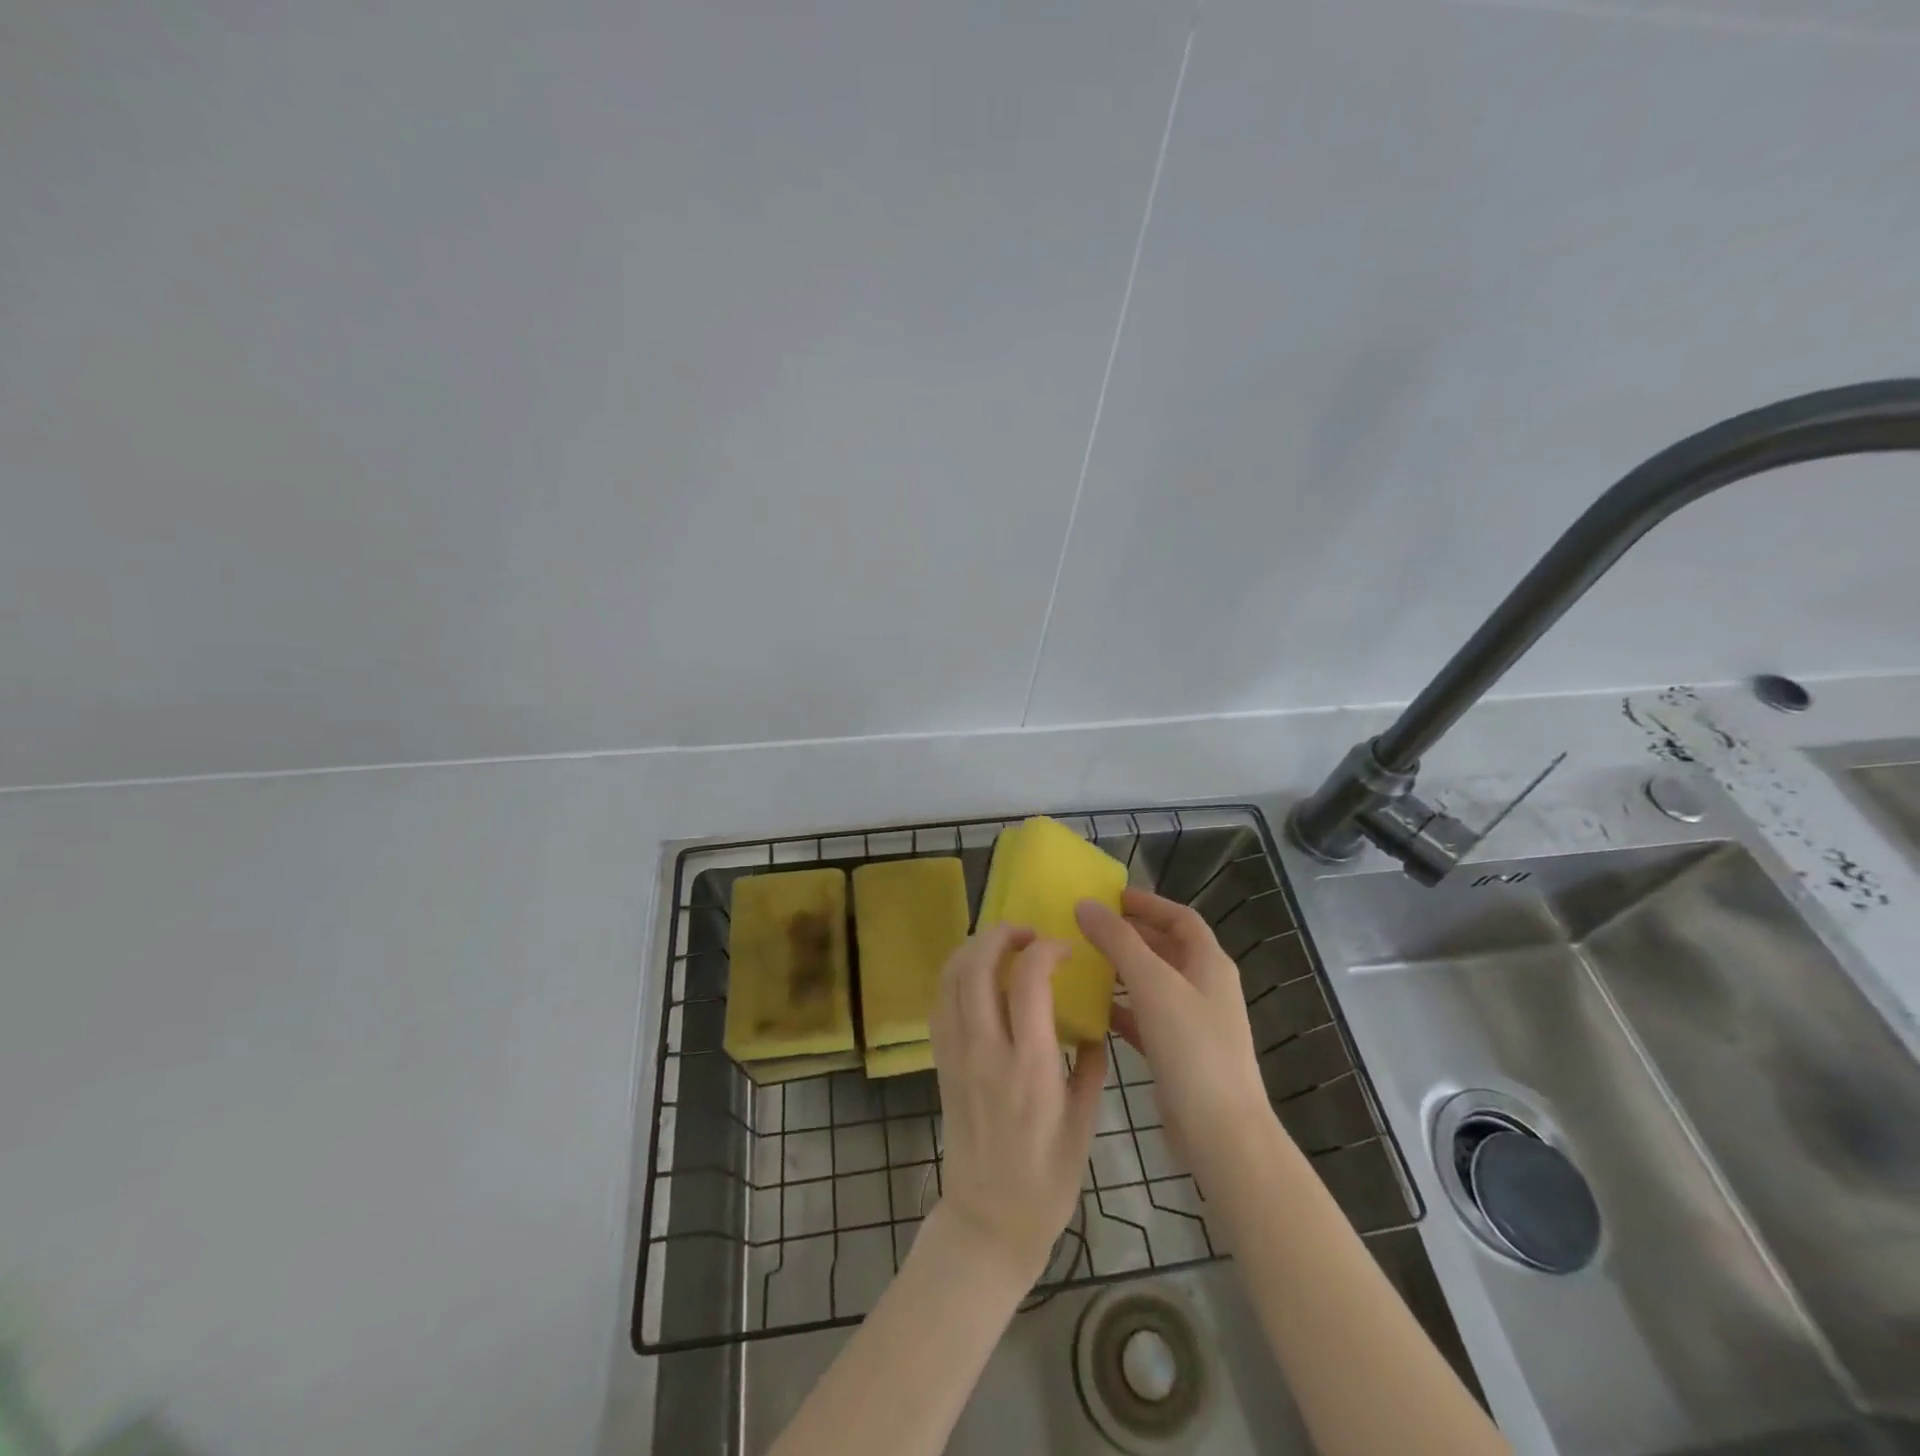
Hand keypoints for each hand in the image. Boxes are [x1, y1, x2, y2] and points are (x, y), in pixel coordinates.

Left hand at [928, 924, 1106, 1287]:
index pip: (1029, 980)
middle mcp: (987, 1051)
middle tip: (1026, 933)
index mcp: (1030, 1066)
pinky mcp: (941, 1063)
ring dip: (973, 948)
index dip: (1045, 950)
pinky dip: (955, 975)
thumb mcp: (1084, 1124)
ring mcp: (957, 1055)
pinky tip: (976, 975)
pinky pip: (940, 1004)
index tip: (1064, 950)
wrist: (988, 1221)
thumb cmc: (1046, 1180)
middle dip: (1001, 935)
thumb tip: (1093, 1022)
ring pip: (951, 979)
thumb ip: (1088, 1065)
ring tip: (1000, 944)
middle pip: (978, 967)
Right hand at [1076, 889, 1271, 1178]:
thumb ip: (1118, 941)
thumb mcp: (1152, 985)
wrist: (1222, 1134)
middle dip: (1128, 935)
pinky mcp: (1178, 1053)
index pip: (1180, 917)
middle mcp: (1205, 987)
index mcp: (1209, 963)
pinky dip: (1121, 1009)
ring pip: (1153, 983)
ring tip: (1082, 962)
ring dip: (1121, 971)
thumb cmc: (1192, 1048)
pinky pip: (1145, 1018)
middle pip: (1165, 947)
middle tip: (1086, 927)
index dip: (1147, 903)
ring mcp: (1193, 1022)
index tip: (1109, 896)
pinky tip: (1092, 1010)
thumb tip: (1085, 904)